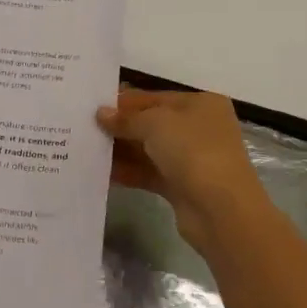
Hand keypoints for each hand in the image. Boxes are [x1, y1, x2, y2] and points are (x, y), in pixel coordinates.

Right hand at [95, 88, 270, 255]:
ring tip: (86, 148)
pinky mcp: (182, 186)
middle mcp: (199, 128)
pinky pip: (149, 173)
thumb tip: (102, 114)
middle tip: (84, 128)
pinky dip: (128, 171)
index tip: (93, 107)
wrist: (222, 210)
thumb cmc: (193, 152)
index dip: (125, 102)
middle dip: (120, 126)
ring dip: (121, 150)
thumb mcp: (156, 124)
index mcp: (201, 104)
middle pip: (151, 123)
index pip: (155, 97)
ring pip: (149, 150)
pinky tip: (101, 172)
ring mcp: (191, 159)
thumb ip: (126, 118)